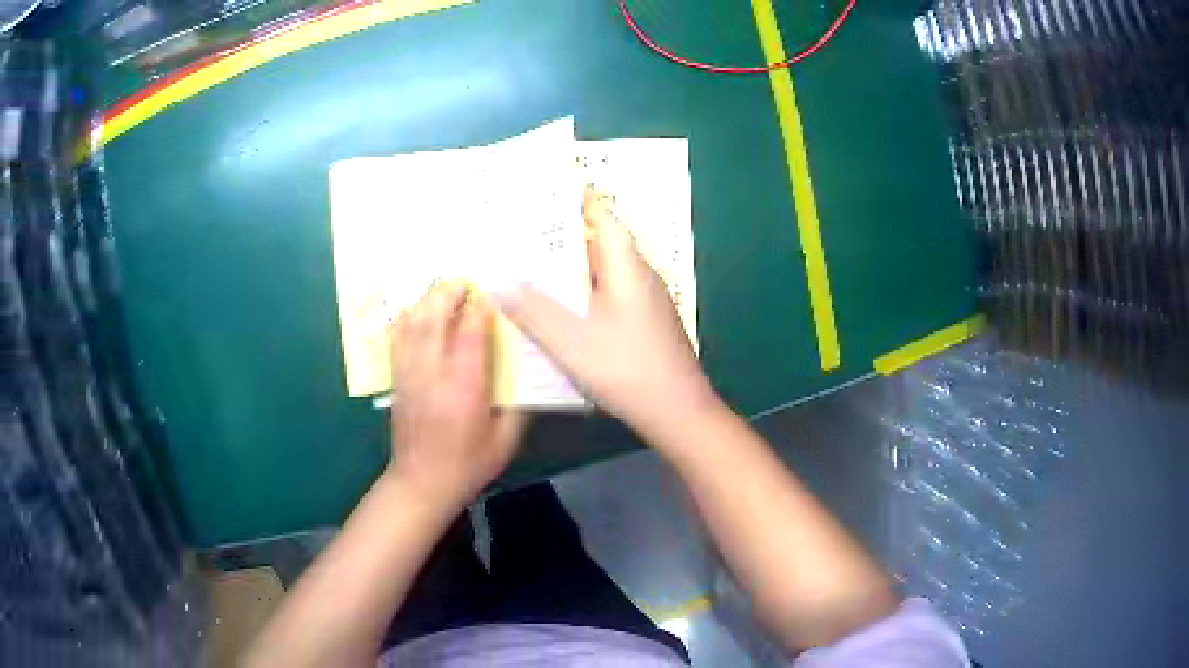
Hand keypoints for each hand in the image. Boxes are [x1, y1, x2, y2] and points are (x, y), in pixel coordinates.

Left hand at [388, 283, 524, 504]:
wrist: (422, 483)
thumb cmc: (468, 465)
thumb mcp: (506, 440)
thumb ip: (517, 403)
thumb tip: (525, 368)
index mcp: (464, 390)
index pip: (469, 334)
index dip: (480, 307)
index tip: (491, 293)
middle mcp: (433, 375)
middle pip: (433, 319)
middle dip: (447, 292)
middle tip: (464, 281)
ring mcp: (409, 375)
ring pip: (411, 324)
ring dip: (426, 300)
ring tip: (442, 290)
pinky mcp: (396, 379)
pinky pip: (396, 339)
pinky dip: (407, 318)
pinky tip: (418, 311)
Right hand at [499, 189, 716, 439]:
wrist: (678, 412)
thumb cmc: (627, 369)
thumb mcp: (572, 341)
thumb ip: (534, 312)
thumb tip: (501, 284)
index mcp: (627, 268)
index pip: (605, 218)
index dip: (580, 200)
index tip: (550, 190)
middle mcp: (641, 277)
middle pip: (601, 244)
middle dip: (565, 237)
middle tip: (525, 235)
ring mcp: (647, 303)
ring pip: (605, 273)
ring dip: (573, 269)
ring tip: (533, 269)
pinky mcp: (646, 325)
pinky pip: (610, 296)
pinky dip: (584, 294)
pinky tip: (562, 311)